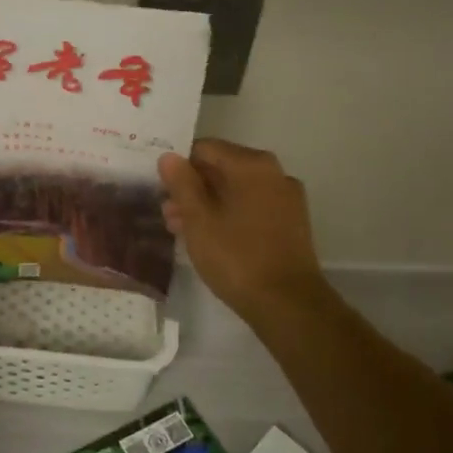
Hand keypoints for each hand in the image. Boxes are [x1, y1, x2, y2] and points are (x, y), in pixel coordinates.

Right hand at [159, 139, 326, 321]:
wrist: (287, 303)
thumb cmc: (236, 257)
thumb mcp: (198, 220)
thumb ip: (182, 184)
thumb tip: (169, 156)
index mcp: (252, 165)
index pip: (205, 148)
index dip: (179, 166)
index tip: (161, 189)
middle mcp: (274, 173)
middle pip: (222, 168)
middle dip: (192, 188)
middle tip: (167, 213)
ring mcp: (286, 198)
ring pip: (236, 190)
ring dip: (208, 204)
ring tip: (181, 229)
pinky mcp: (291, 222)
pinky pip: (252, 206)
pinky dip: (229, 215)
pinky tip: (210, 238)